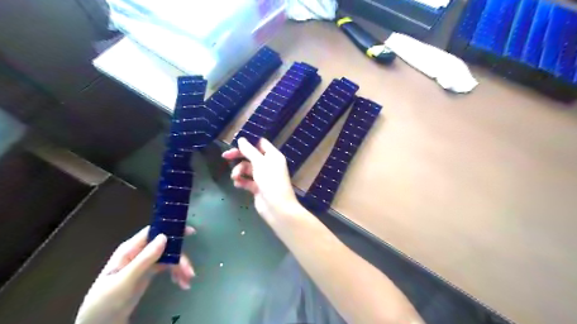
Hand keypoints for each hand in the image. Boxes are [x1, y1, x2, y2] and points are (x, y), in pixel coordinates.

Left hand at [75, 225, 195, 322]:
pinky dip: (176, 274)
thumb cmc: (105, 302)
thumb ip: (144, 259)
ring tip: (187, 281)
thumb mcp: (124, 281)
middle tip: (190, 272)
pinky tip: (181, 283)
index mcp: (130, 250)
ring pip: (169, 258)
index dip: (172, 229)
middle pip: (166, 247)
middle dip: (180, 258)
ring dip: (180, 267)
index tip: (190, 232)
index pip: (154, 232)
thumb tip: (164, 236)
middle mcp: (139, 253)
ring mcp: (144, 263)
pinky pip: (167, 268)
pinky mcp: (148, 273)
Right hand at [222, 136, 301, 224]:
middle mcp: (268, 164)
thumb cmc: (271, 181)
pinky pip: (247, 181)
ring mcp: (263, 177)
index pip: (260, 144)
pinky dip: (241, 181)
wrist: (277, 207)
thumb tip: (241, 139)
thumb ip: (249, 151)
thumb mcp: (260, 163)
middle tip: (225, 156)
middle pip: (251, 156)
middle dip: (239, 156)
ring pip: (247, 169)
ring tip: (235, 177)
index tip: (235, 143)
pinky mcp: (258, 188)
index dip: (249, 143)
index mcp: (273, 156)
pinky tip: (237, 184)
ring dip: (239, 171)